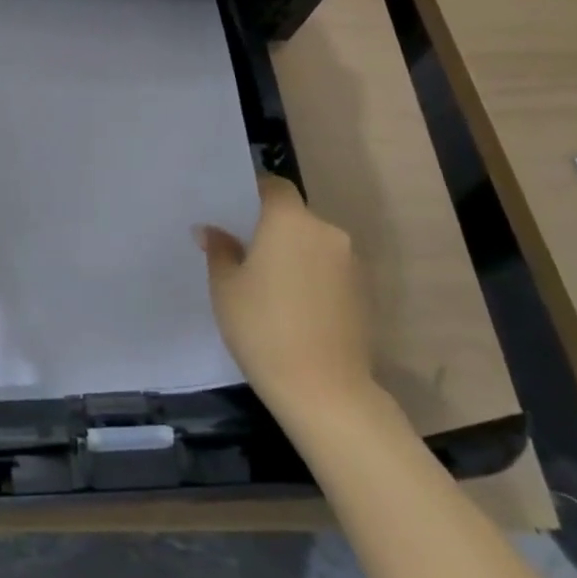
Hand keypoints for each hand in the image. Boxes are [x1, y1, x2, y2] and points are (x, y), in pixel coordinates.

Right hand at [197, 173, 375, 421]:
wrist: (325, 390)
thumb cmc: (263, 328)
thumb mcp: (226, 288)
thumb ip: (220, 251)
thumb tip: (211, 230)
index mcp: (289, 220)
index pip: (275, 186)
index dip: (256, 192)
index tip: (236, 211)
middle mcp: (326, 231)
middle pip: (296, 217)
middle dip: (273, 229)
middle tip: (247, 253)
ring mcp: (351, 263)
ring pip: (314, 245)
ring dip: (295, 254)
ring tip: (271, 286)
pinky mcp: (365, 293)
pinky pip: (331, 270)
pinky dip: (314, 278)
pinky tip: (296, 308)